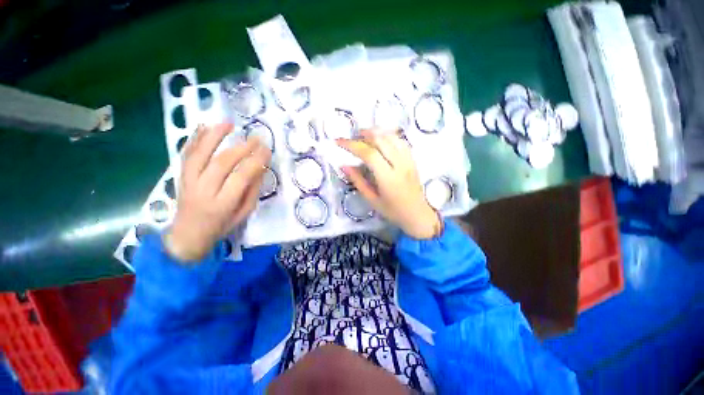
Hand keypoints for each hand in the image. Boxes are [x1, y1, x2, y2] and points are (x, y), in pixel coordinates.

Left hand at [164, 124, 270, 261]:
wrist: (187, 235)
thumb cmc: (221, 226)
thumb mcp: (244, 213)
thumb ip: (252, 191)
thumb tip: (260, 168)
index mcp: (222, 204)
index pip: (241, 177)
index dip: (256, 161)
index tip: (267, 150)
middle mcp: (203, 190)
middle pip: (222, 163)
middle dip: (242, 148)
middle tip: (256, 138)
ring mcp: (188, 182)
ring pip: (200, 154)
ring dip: (214, 136)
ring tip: (228, 123)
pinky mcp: (180, 176)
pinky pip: (186, 154)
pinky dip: (195, 139)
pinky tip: (204, 127)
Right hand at [337, 129, 441, 238]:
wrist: (417, 215)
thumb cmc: (393, 211)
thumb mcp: (372, 199)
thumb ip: (358, 181)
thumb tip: (344, 165)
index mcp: (388, 178)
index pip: (369, 154)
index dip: (352, 145)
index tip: (339, 141)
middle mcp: (400, 165)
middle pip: (381, 140)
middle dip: (364, 134)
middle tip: (352, 137)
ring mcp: (408, 160)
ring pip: (392, 137)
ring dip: (376, 132)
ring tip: (364, 135)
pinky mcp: (413, 159)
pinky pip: (401, 141)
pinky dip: (389, 135)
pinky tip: (381, 138)